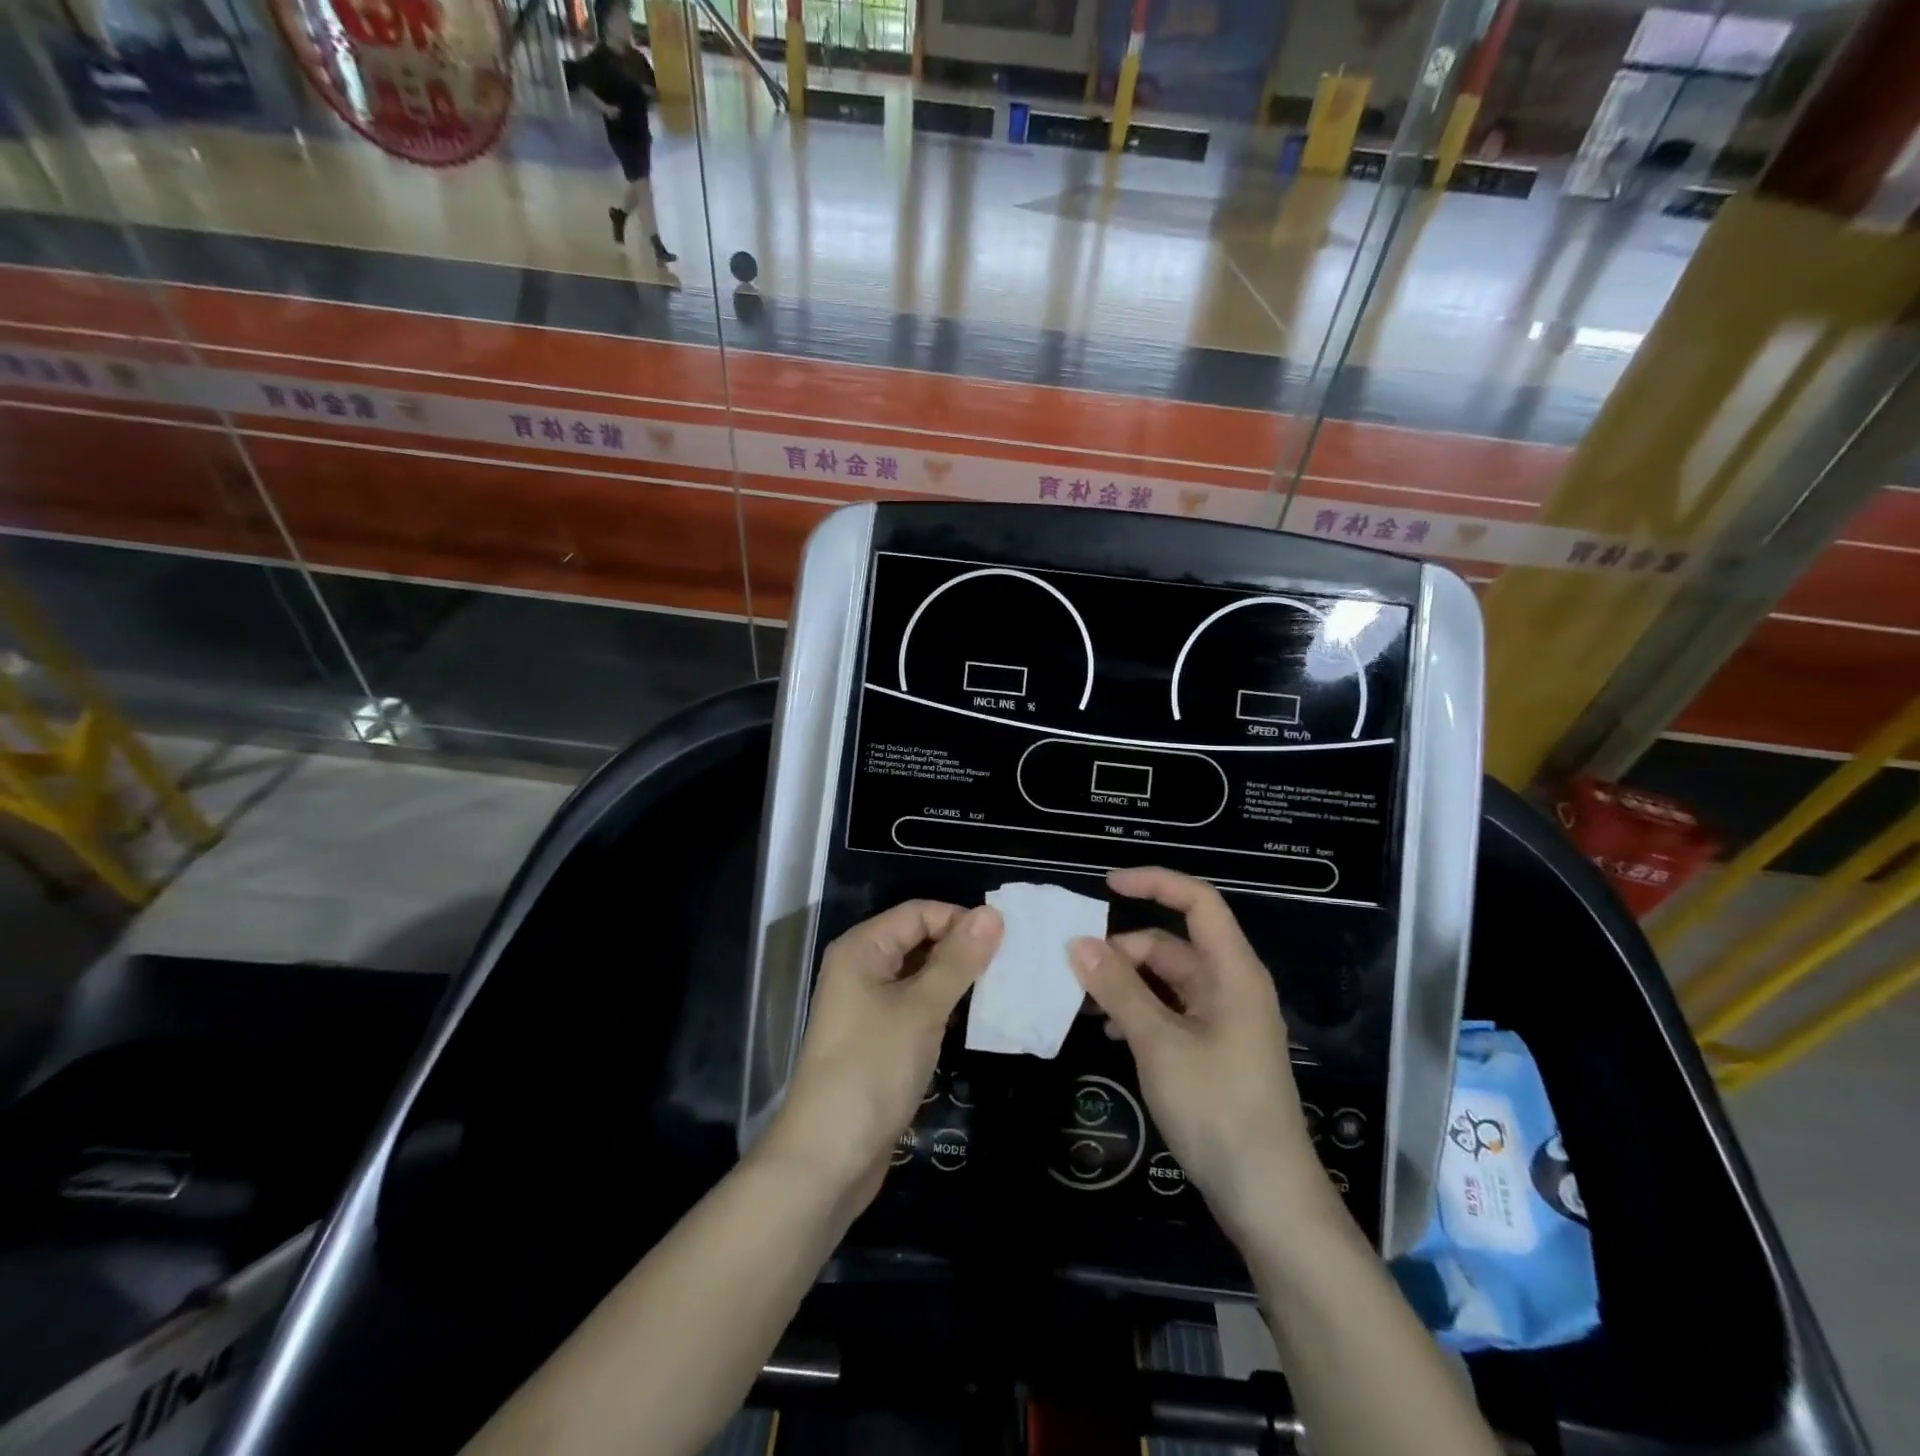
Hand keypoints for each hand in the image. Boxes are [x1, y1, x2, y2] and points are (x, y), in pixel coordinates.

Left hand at [758, 901, 1001, 1207]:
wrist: (827, 1158)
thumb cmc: (872, 1069)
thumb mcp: (921, 1009)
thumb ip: (958, 960)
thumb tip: (992, 914)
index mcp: (862, 949)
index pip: (919, 913)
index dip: (960, 920)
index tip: (1005, 940)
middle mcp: (862, 969)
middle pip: (919, 940)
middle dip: (962, 948)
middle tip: (1011, 963)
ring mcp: (868, 1006)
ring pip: (921, 975)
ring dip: (957, 978)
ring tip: (1003, 987)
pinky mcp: (879, 1039)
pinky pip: (917, 1006)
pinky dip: (945, 1006)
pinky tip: (975, 1018)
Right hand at [1070, 867, 1329, 1239]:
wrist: (1268, 1200)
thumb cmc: (1218, 1110)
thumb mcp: (1159, 1045)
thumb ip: (1118, 990)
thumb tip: (1077, 944)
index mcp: (1233, 972)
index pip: (1198, 902)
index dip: (1155, 883)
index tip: (1105, 886)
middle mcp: (1231, 987)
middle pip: (1172, 944)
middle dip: (1123, 950)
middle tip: (1074, 971)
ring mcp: (1223, 1020)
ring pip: (1166, 981)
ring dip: (1126, 983)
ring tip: (1082, 1002)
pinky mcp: (1214, 1050)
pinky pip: (1170, 1011)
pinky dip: (1138, 1011)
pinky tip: (1109, 1033)